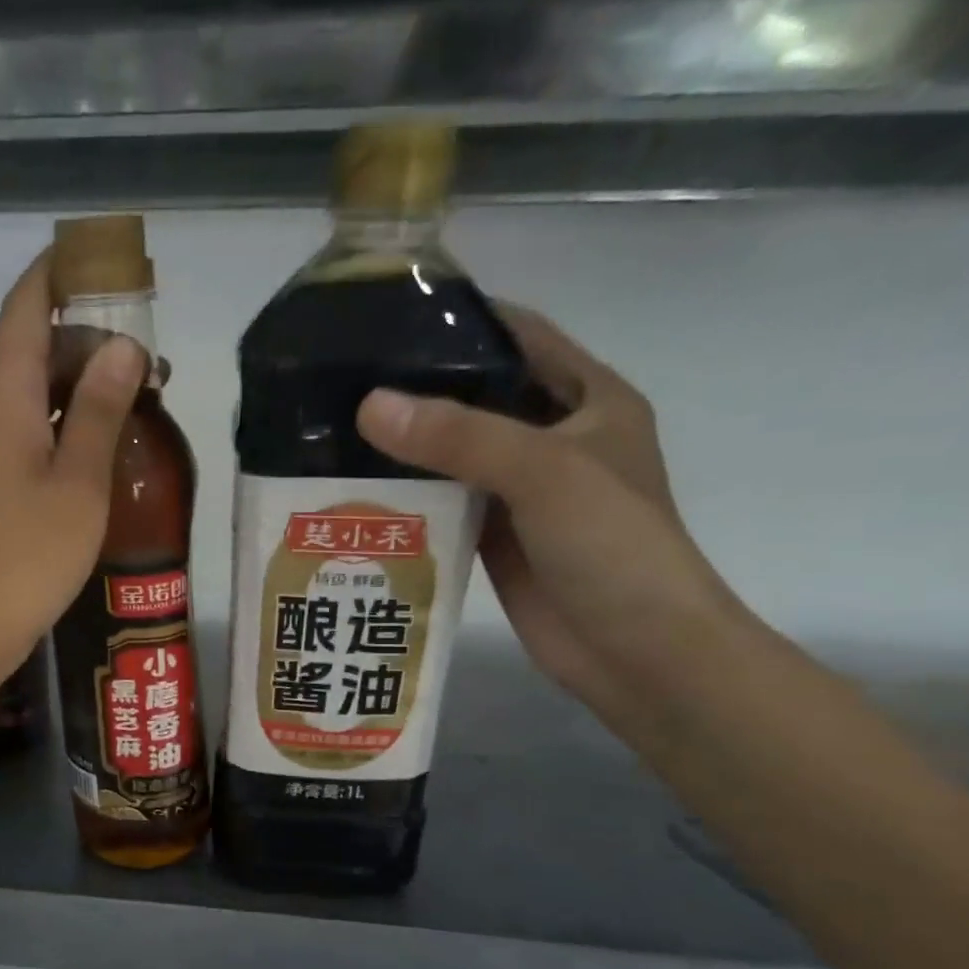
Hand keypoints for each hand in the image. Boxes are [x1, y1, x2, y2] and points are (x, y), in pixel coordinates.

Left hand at [0, 249, 147, 675]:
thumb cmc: (27, 553)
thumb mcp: (78, 481)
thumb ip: (99, 410)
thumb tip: (122, 344)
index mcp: (6, 397)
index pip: (24, 309)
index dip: (56, 273)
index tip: (98, 255)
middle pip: (34, 348)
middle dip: (86, 331)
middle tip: (147, 343)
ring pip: (39, 393)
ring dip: (85, 381)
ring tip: (143, 387)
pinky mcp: (0, 487)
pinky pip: (39, 432)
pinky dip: (74, 422)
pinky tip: (109, 439)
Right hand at [355, 303, 748, 740]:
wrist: (637, 653)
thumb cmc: (613, 547)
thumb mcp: (545, 473)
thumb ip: (460, 437)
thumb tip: (369, 405)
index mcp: (587, 399)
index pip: (518, 336)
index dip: (460, 319)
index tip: (385, 316)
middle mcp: (552, 437)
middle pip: (475, 394)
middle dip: (415, 386)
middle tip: (338, 379)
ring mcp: (520, 490)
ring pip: (452, 452)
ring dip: (403, 445)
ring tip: (330, 428)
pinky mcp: (493, 536)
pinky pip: (442, 502)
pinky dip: (405, 494)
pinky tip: (354, 488)